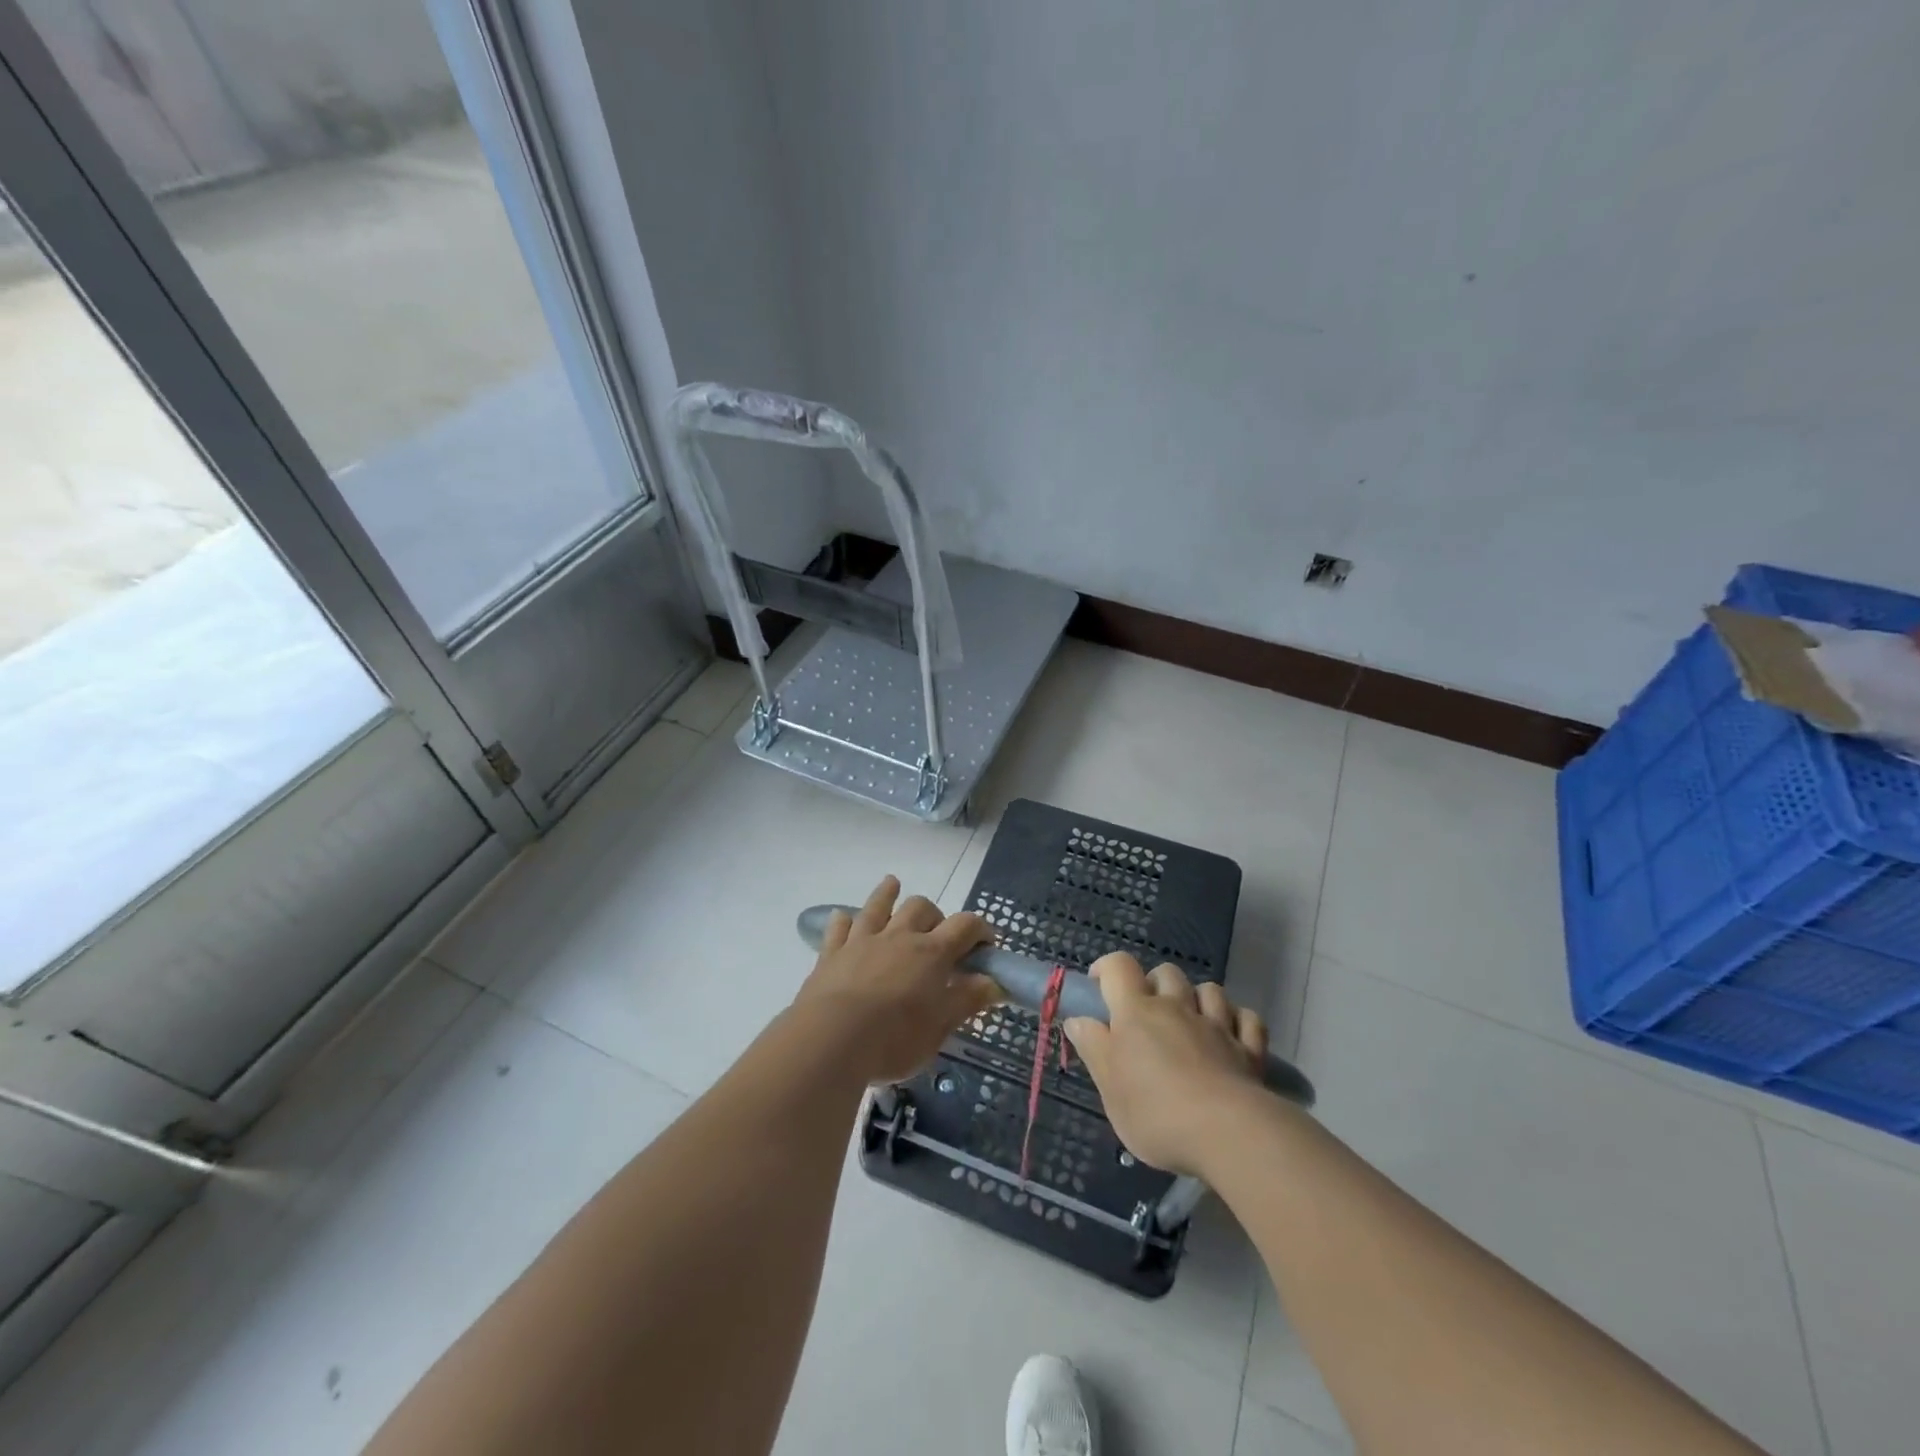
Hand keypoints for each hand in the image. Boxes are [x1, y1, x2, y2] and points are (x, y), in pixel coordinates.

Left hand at [792, 876, 998, 1084]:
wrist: (832, 1038)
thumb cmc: (894, 1038)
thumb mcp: (940, 1026)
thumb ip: (967, 1000)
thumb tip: (994, 983)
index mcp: (932, 953)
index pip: (965, 925)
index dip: (980, 929)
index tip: (986, 944)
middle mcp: (899, 936)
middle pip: (921, 907)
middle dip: (934, 914)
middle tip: (937, 935)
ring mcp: (862, 941)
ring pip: (878, 906)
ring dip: (887, 894)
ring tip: (892, 884)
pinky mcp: (832, 953)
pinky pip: (839, 927)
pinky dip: (844, 921)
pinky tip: (844, 918)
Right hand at [1063, 954, 1267, 1175]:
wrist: (1227, 1133)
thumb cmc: (1156, 1112)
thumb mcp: (1110, 1087)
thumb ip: (1093, 1048)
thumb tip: (1078, 1020)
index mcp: (1137, 1012)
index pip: (1119, 966)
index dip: (1106, 969)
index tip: (1099, 988)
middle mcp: (1177, 1007)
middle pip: (1166, 973)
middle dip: (1155, 984)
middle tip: (1146, 1016)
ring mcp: (1217, 1025)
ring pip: (1209, 990)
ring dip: (1197, 999)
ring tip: (1190, 1024)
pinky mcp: (1249, 1049)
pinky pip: (1246, 1019)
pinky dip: (1237, 1022)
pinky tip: (1230, 1037)